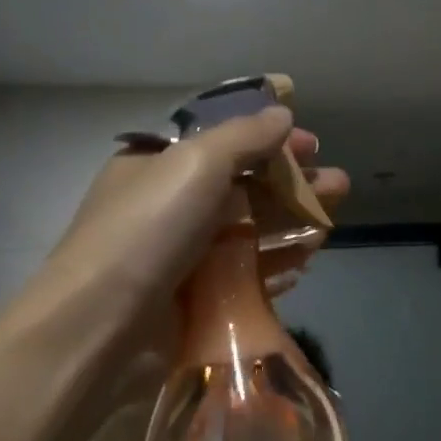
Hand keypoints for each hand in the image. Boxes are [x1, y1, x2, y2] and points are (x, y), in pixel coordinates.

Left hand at [78, 126, 350, 413]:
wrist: (102, 326)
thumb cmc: (149, 229)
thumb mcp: (196, 163)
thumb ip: (244, 137)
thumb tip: (282, 114)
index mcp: (159, 167)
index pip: (224, 143)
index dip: (270, 140)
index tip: (312, 145)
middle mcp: (170, 208)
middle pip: (244, 188)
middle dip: (293, 184)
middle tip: (338, 185)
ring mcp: (183, 257)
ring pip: (249, 233)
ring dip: (292, 225)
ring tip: (331, 225)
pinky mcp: (196, 301)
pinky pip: (245, 276)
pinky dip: (275, 266)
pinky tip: (305, 263)